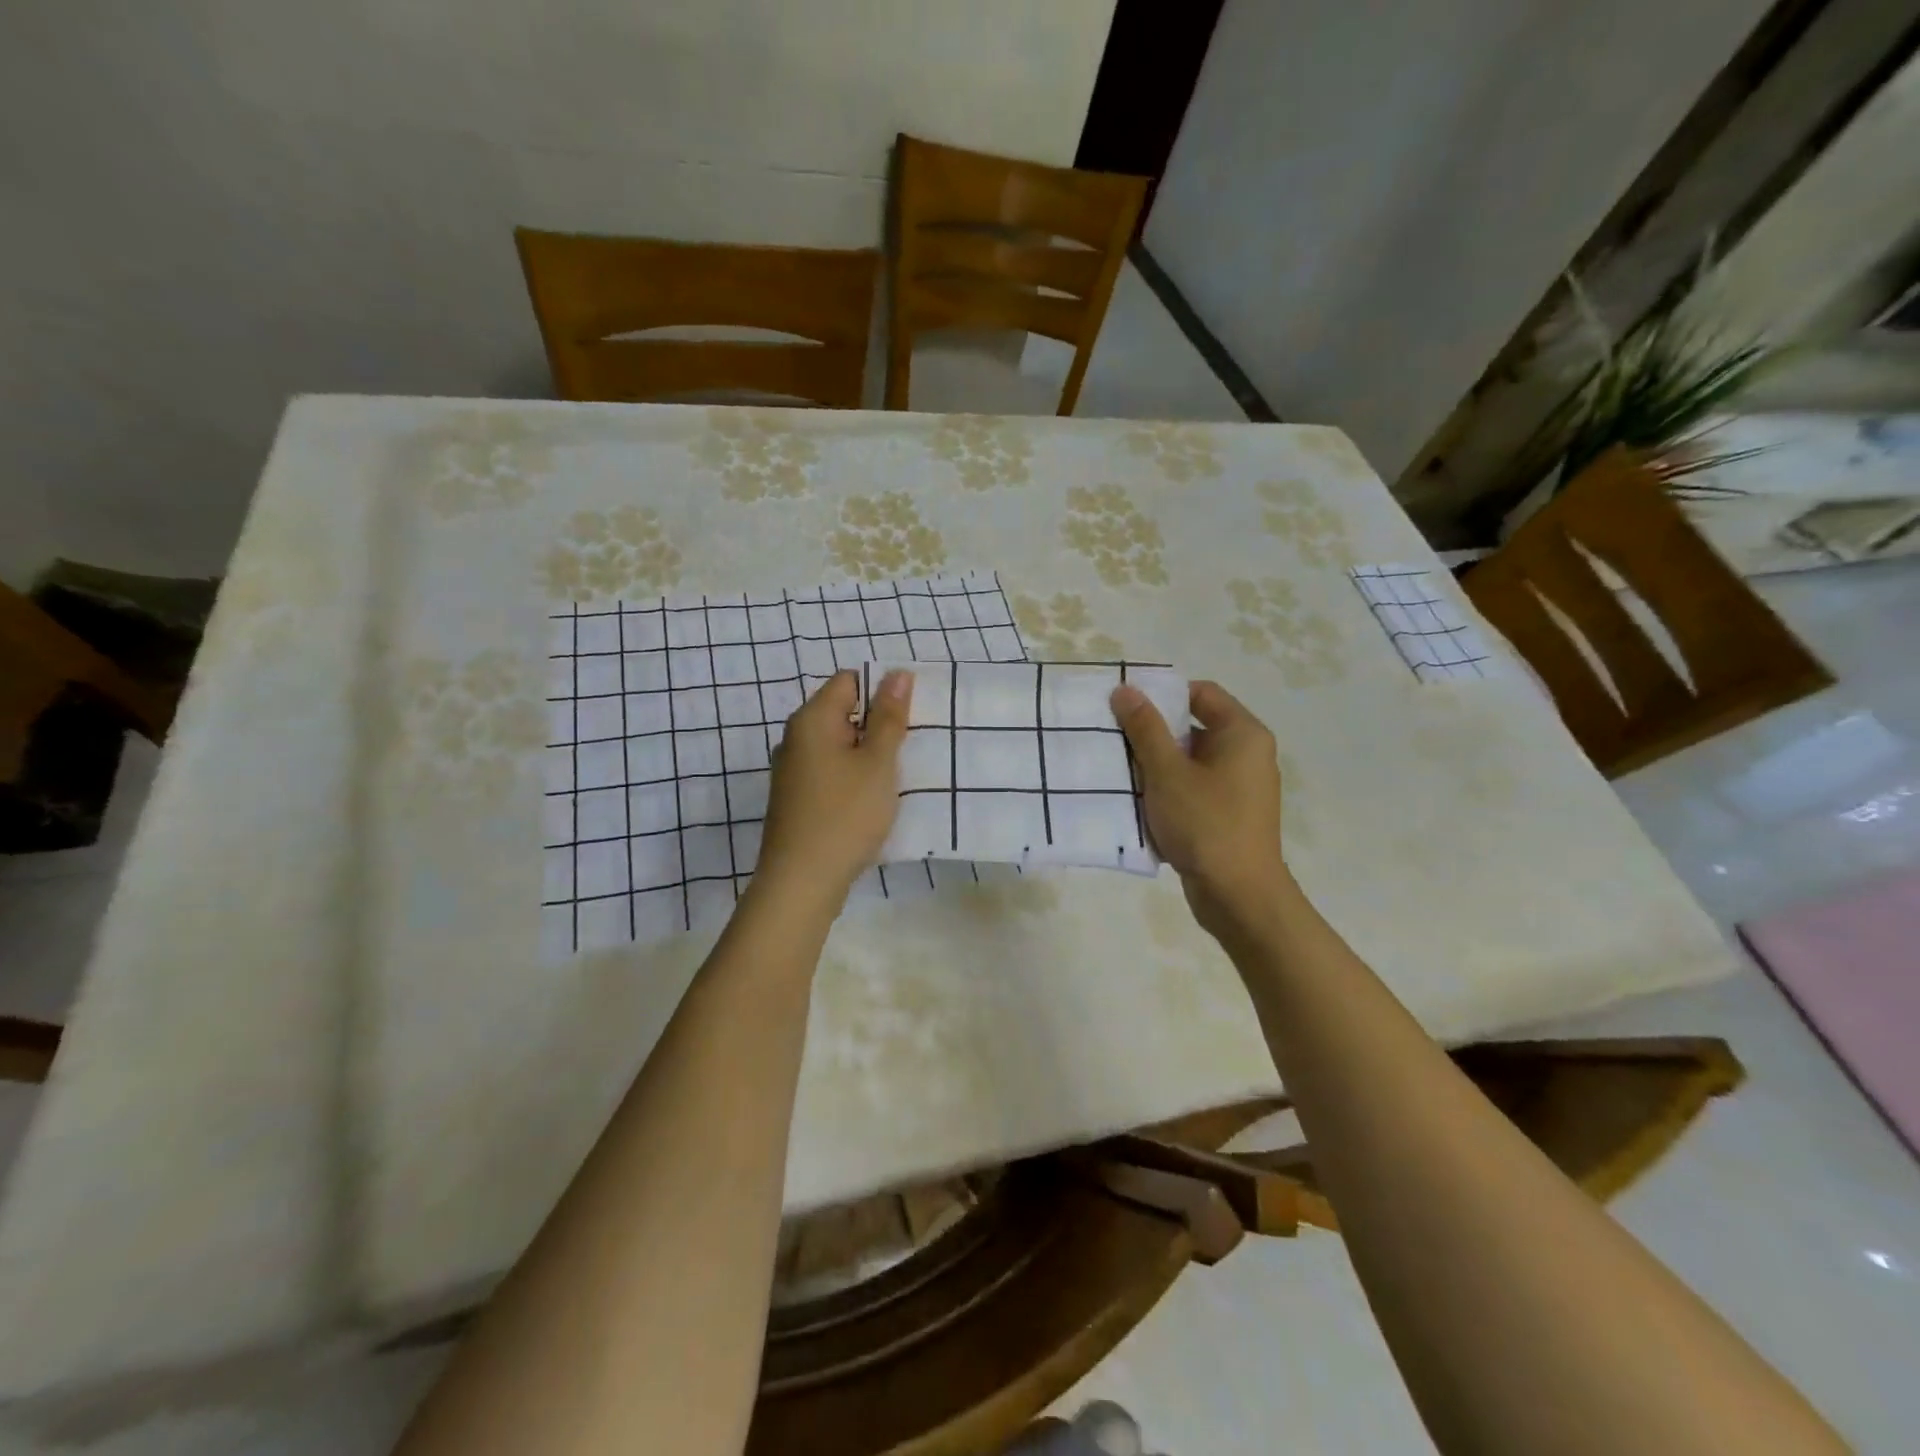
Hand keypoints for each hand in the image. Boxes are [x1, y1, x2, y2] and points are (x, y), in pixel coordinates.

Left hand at [755, 669, 912, 907]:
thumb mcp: (877, 763)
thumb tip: (897, 673)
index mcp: (811, 720)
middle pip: (842, 712)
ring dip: (866, 754)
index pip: (849, 680)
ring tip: (894, 776)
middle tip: (907, 749)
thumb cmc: (845, 815)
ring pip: (837, 745)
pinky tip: (870, 800)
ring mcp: (791, 770)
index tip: (908, 718)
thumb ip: (888, 717)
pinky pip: (829, 771)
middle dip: (877, 725)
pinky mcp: (794, 798)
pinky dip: (851, 777)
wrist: (801, 882)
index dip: (881, 691)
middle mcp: (794, 738)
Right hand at [1110, 679, 1287, 935]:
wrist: (1238, 896)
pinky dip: (1168, 790)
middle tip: (1115, 738)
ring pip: (1190, 761)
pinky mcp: (1229, 815)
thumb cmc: (1205, 823)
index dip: (1163, 694)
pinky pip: (1194, 789)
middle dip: (1154, 733)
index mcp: (1243, 734)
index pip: (1201, 693)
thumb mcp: (1167, 772)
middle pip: (1194, 727)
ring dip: (1157, 765)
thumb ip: (1145, 728)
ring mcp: (1240, 787)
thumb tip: (1126, 690)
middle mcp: (1247, 754)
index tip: (1126, 707)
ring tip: (1119, 770)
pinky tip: (1139, 802)